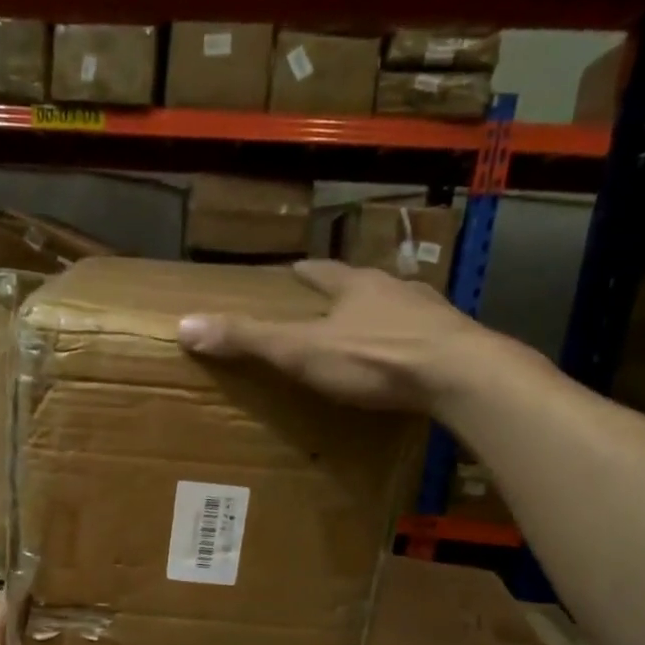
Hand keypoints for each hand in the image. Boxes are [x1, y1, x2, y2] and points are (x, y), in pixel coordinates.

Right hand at [177, 259, 493, 411]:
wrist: (459, 374)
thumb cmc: (374, 358)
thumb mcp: (300, 351)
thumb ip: (248, 340)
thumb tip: (185, 324)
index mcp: (354, 285)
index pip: (322, 271)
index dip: (305, 272)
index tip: (292, 270)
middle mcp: (394, 288)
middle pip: (362, 284)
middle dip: (345, 292)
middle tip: (329, 304)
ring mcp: (430, 313)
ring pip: (398, 306)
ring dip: (381, 315)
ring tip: (369, 331)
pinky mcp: (456, 341)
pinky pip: (425, 337)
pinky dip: (411, 343)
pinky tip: (409, 359)